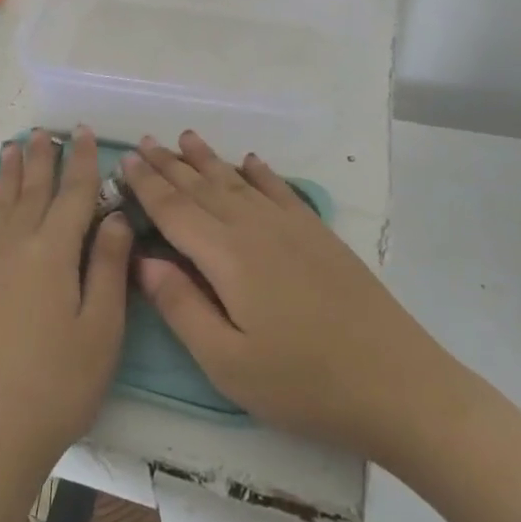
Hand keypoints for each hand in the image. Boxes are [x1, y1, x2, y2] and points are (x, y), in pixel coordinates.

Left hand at [0, 127, 133, 499]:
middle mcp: (14, 245)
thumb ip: (108, 267)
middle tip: (46, 131)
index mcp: (54, 252)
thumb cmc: (57, 386)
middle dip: (43, 158)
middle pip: (32, 190)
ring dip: (7, 174)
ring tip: (12, 146)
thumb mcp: (101, 330)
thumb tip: (115, 216)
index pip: (74, 194)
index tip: (84, 133)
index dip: (83, 162)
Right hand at [126, 131, 456, 455]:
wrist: (397, 384)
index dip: (147, 184)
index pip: (175, 210)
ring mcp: (291, 227)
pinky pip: (280, 190)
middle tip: (143, 142)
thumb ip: (181, 306)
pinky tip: (250, 161)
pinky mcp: (318, 235)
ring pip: (237, 181)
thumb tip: (142, 259)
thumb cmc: (303, 383)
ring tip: (184, 138)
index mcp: (227, 256)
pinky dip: (260, 172)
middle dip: (169, 164)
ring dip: (208, 159)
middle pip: (202, 187)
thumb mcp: (228, 362)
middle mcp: (255, 227)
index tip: (123, 160)